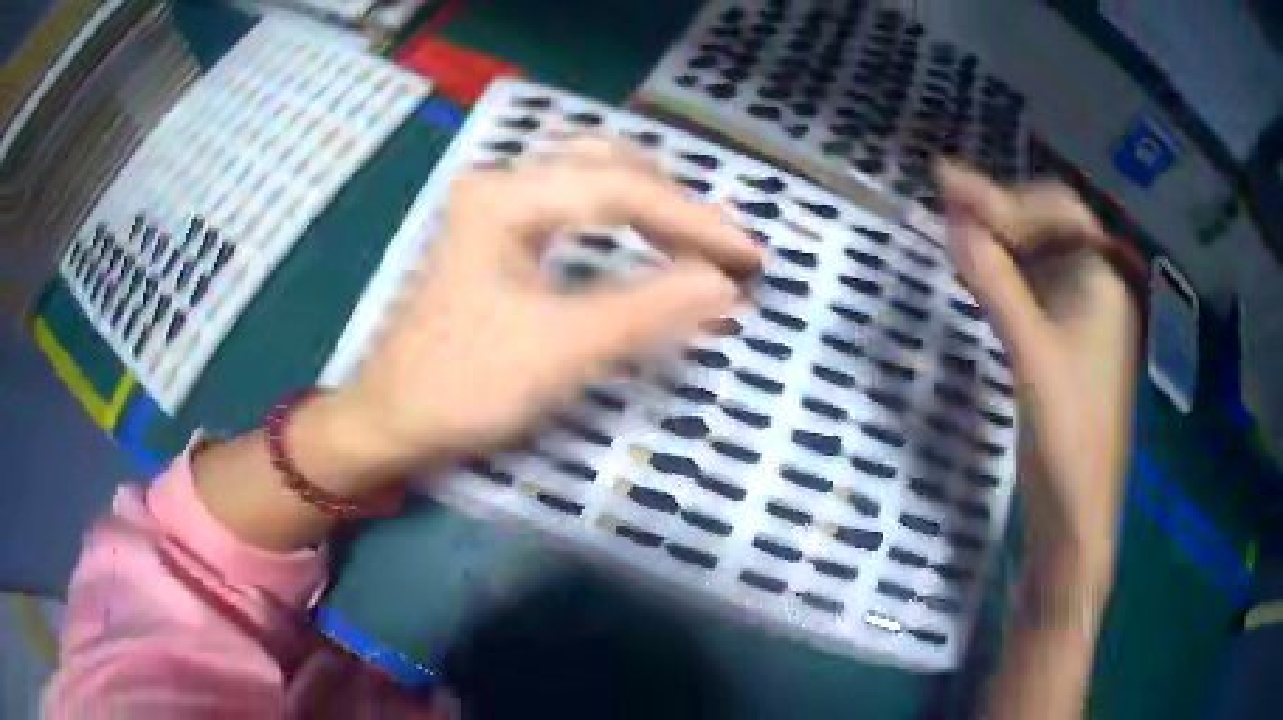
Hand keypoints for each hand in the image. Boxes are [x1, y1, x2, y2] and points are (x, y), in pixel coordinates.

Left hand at [329, 140, 761, 493]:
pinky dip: (621, 223)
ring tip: (695, 242)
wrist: (391, 420)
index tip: (750, 256)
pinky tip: (645, 240)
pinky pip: (574, 209)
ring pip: (591, 181)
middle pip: (608, 167)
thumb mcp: (561, 350)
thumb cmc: (463, 386)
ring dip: (650, 207)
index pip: (621, 189)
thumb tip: (726, 286)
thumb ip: (649, 311)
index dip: (694, 222)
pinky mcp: (497, 235)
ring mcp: (496, 208)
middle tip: (722, 248)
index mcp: (505, 197)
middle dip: (674, 206)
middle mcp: (501, 185)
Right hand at [937, 161, 1140, 587]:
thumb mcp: (1032, 356)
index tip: (946, 182)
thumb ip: (996, 285)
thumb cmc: (1068, 438)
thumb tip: (953, 222)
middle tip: (946, 198)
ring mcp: (1080, 319)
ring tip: (954, 224)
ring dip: (1000, 237)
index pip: (1057, 213)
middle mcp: (1096, 291)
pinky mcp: (1063, 345)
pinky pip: (1034, 289)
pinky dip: (1004, 272)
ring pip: (1040, 257)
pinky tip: (979, 270)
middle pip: (1050, 227)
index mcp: (1102, 284)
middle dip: (1002, 209)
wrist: (1076, 515)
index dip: (1004, 195)